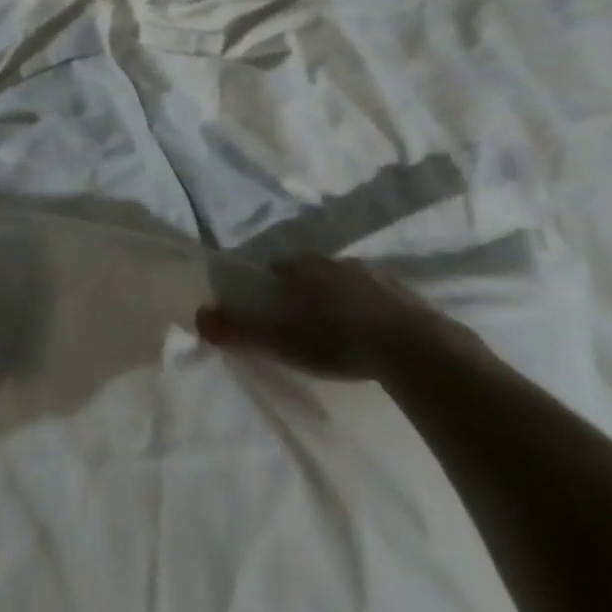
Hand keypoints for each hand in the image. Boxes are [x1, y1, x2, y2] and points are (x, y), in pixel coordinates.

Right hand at [196, 255, 463, 380]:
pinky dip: (373, 308)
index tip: (271, 301)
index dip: (272, 281)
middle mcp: (337, 262)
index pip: (279, 265)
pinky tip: (375, 332)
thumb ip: (239, 330)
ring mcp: (375, 276)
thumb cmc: (338, 340)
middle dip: (307, 286)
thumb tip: (198, 316)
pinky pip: (381, 296)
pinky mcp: (407, 296)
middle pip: (313, 269)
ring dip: (341, 294)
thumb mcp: (282, 341)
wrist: (414, 349)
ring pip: (348, 279)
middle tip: (304, 316)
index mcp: (305, 268)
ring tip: (340, 324)